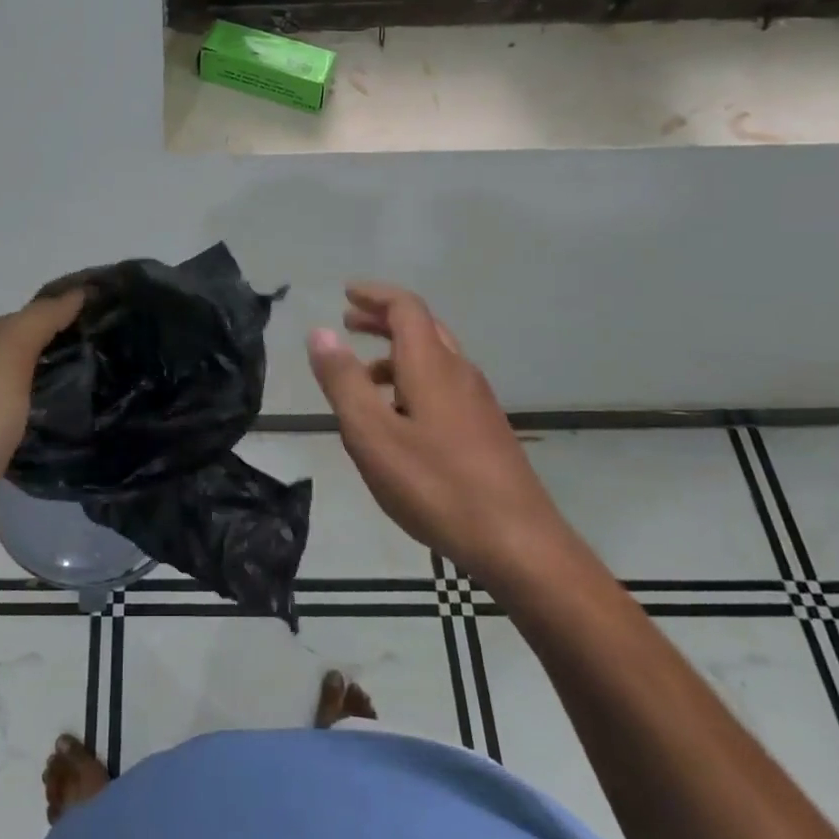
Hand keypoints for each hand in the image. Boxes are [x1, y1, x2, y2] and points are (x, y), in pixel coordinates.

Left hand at [0, 292, 84, 588]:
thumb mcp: (5, 360)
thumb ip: (39, 322)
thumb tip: (77, 292)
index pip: (21, 318)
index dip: (59, 316)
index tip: (105, 323)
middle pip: (20, 352)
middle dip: (59, 351)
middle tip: (110, 355)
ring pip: (20, 388)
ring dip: (52, 385)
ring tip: (99, 386)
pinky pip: (18, 421)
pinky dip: (42, 417)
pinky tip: (69, 424)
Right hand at [306, 283, 569, 582]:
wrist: (519, 544)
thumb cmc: (436, 485)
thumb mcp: (372, 434)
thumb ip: (343, 381)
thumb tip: (319, 333)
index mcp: (431, 365)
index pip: (405, 308)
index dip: (374, 295)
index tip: (347, 293)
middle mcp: (459, 373)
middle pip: (422, 328)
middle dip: (383, 320)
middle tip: (349, 323)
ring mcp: (478, 403)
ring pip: (434, 359)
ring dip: (396, 354)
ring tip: (362, 378)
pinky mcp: (486, 430)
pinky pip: (444, 386)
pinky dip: (412, 381)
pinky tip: (398, 420)